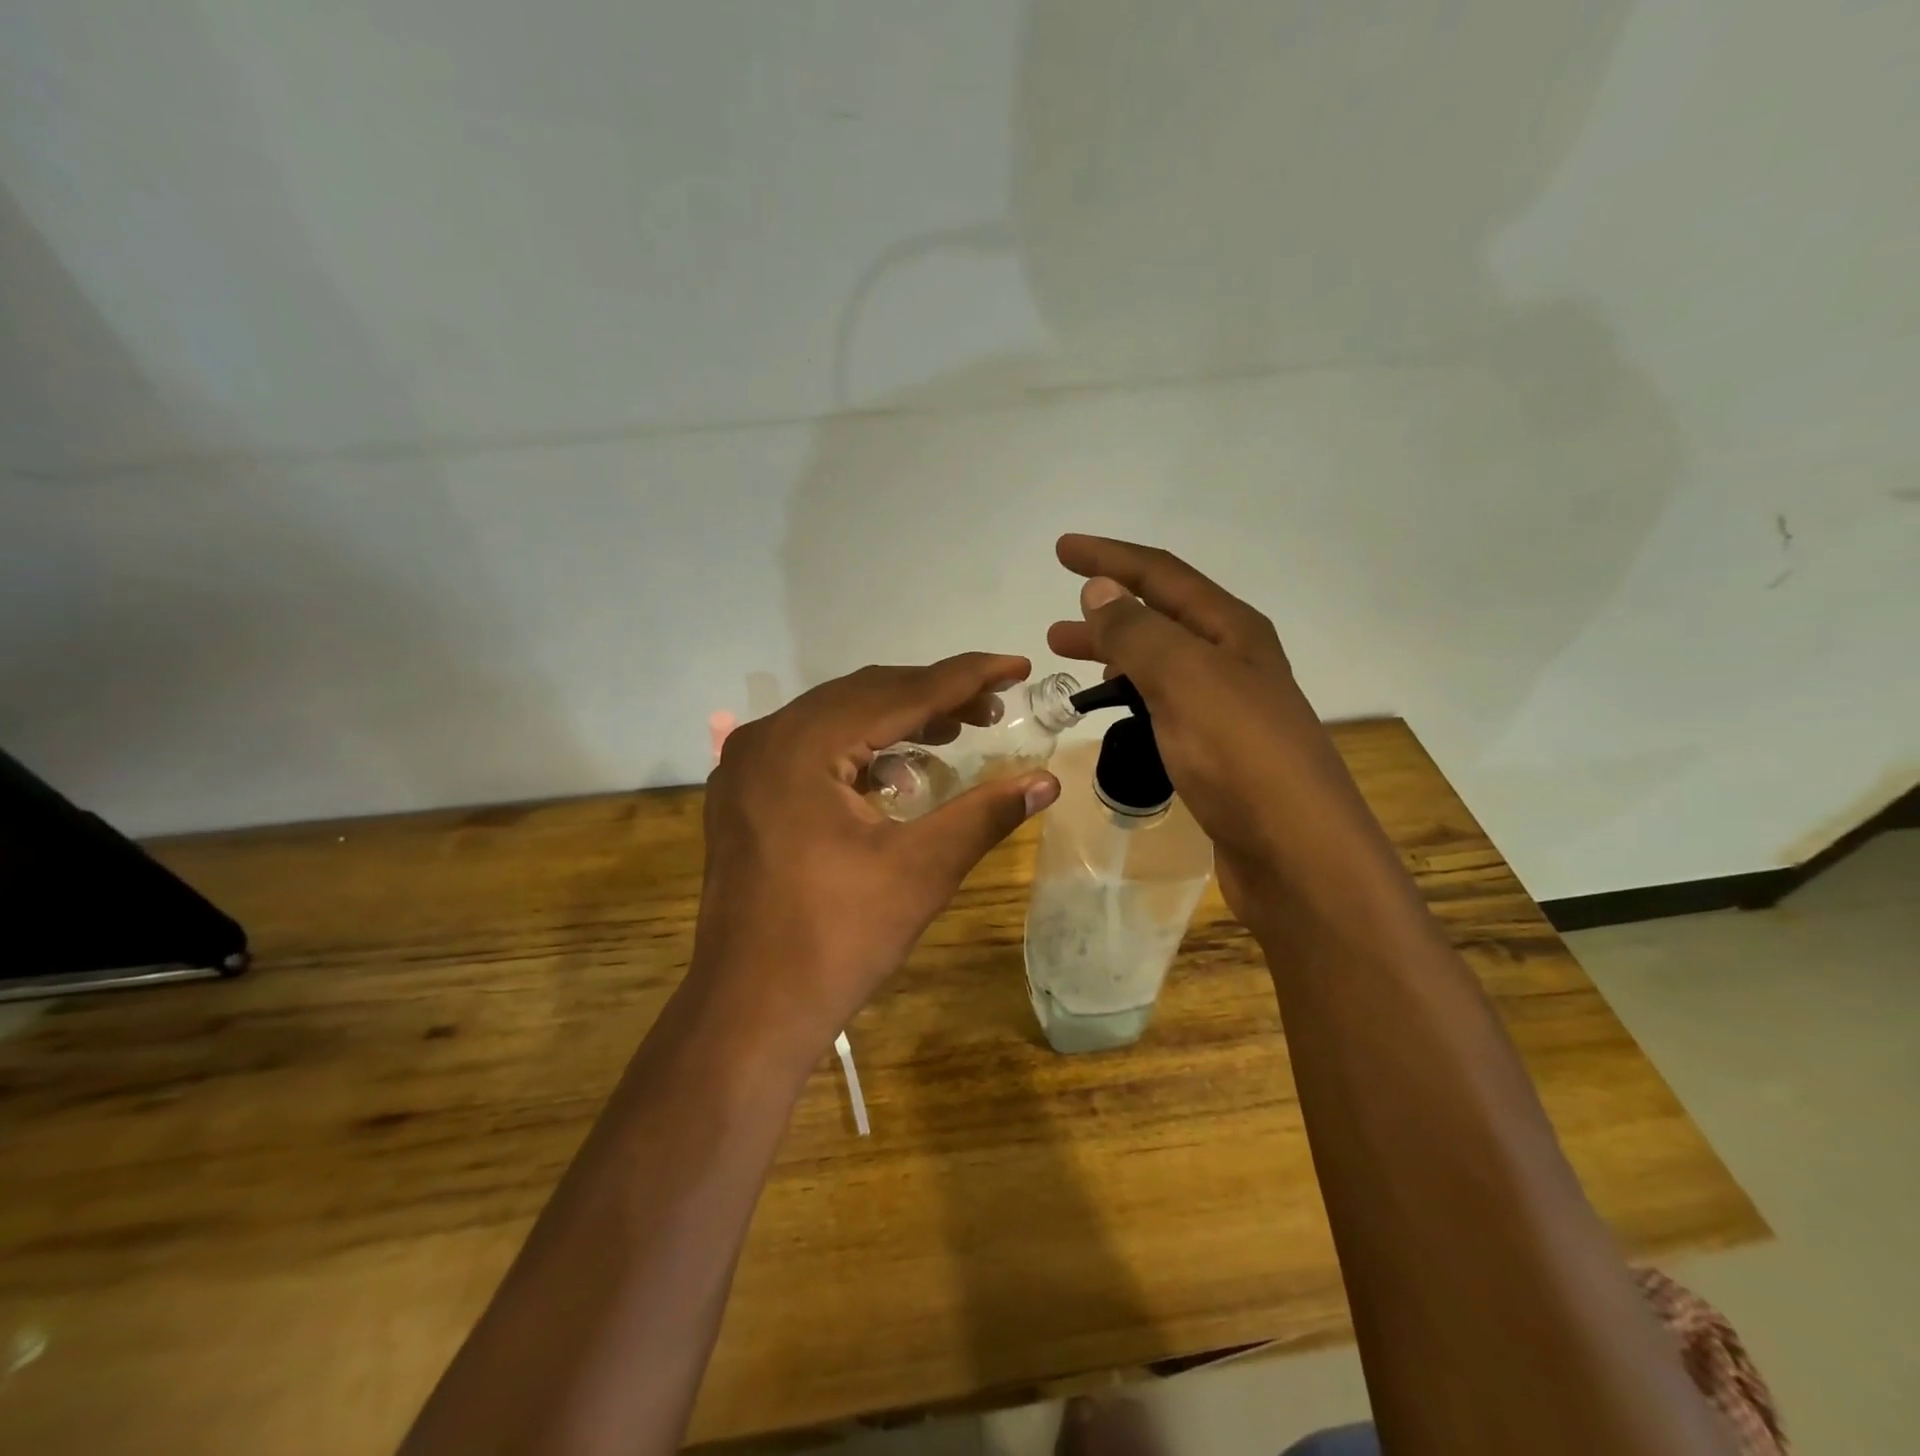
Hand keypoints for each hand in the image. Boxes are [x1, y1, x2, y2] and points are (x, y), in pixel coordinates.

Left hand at [689, 655, 1060, 1066]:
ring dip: (897, 721)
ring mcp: (746, 767)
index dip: (966, 677)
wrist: (750, 1012)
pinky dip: (860, 750)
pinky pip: (811, 749)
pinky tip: (898, 773)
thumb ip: (986, 814)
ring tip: (956, 732)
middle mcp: (766, 739)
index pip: (899, 693)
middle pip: (864, 695)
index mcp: (802, 745)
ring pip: (836, 719)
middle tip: (993, 708)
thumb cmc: (837, 941)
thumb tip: (1048, 782)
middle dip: (933, 696)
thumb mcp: (921, 871)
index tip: (1018, 664)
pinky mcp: (744, 797)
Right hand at [1046, 535, 1378, 922]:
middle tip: (1056, 627)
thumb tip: (1100, 589)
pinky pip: (1164, 706)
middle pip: (1159, 619)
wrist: (1296, 853)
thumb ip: (1138, 632)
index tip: (1061, 549)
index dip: (1110, 558)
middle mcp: (1232, 660)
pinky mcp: (1216, 751)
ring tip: (1070, 664)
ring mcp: (1226, 708)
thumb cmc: (1240, 756)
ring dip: (1115, 656)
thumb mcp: (1184, 680)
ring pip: (1159, 665)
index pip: (1161, 576)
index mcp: (1231, 630)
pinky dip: (1132, 698)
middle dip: (1106, 612)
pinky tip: (1113, 712)